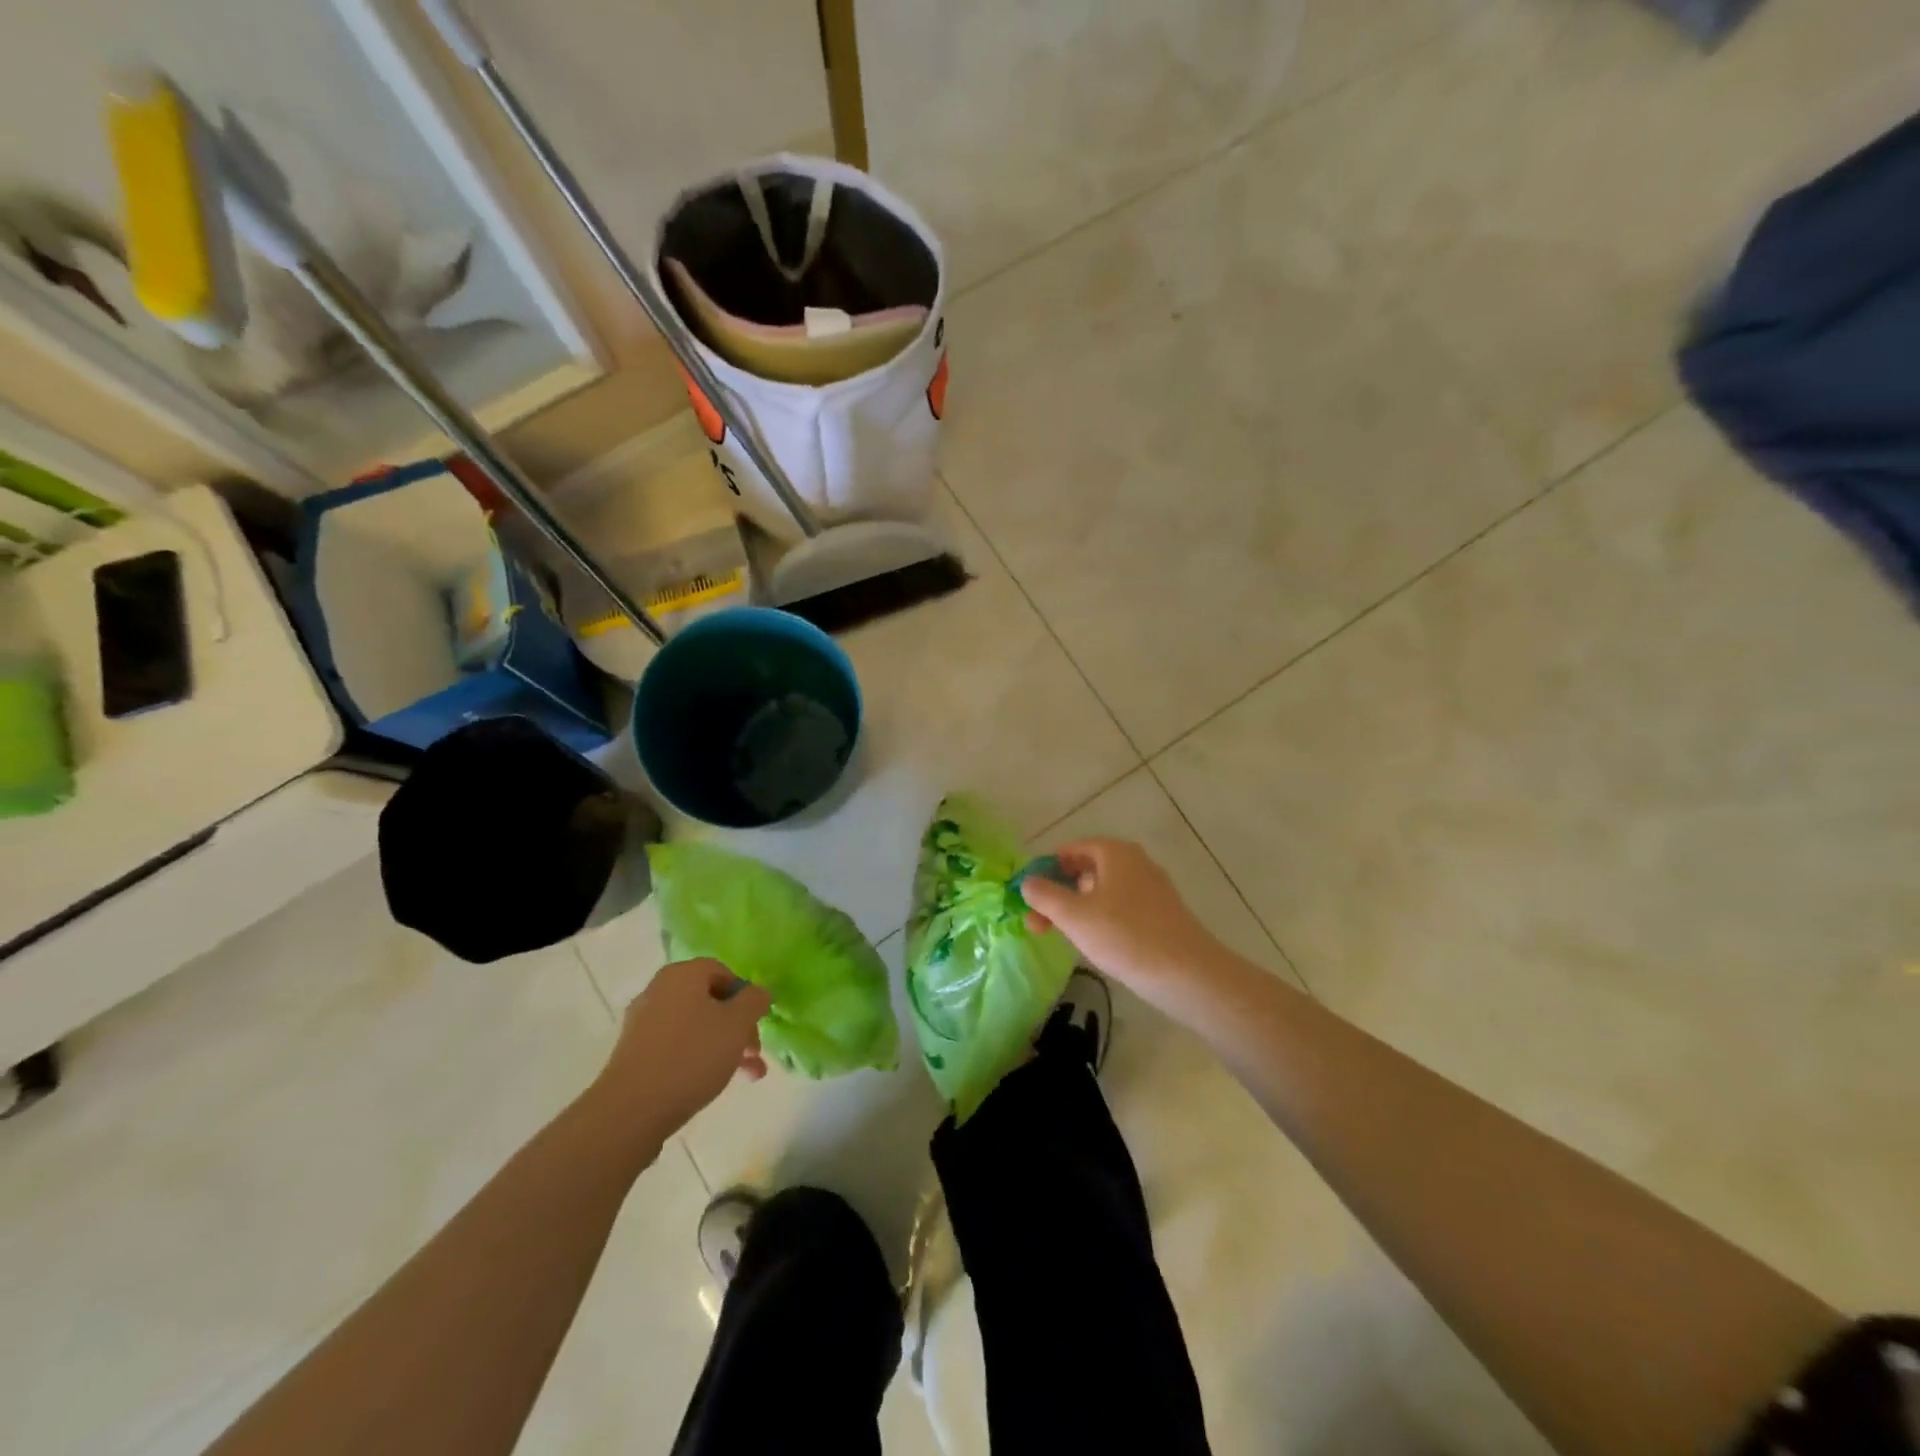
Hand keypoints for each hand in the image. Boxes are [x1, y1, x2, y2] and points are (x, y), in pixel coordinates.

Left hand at [593, 959, 772, 1151]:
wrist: (631, 1109)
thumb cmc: (692, 1055)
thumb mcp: (737, 1024)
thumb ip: (754, 1001)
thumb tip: (758, 993)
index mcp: (683, 974)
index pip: (723, 971)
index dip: (745, 995)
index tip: (757, 1021)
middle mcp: (659, 990)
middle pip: (710, 1001)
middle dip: (739, 1026)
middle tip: (754, 1053)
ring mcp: (643, 1022)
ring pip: (696, 1027)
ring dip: (725, 1046)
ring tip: (747, 1076)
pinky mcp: (635, 1053)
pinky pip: (676, 1046)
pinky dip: (698, 1058)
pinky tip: (712, 1082)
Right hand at [1022, 839, 1224, 1017]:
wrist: (1187, 974)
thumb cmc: (1125, 936)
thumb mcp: (1074, 915)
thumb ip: (1045, 895)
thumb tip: (1027, 882)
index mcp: (1114, 852)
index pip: (1070, 850)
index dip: (1045, 869)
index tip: (1027, 894)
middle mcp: (1134, 862)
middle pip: (1085, 870)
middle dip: (1057, 893)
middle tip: (1035, 922)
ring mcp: (1150, 889)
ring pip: (1101, 891)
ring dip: (1075, 909)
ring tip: (1058, 935)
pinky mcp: (1160, 914)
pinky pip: (1119, 908)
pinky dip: (1099, 919)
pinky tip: (1092, 943)